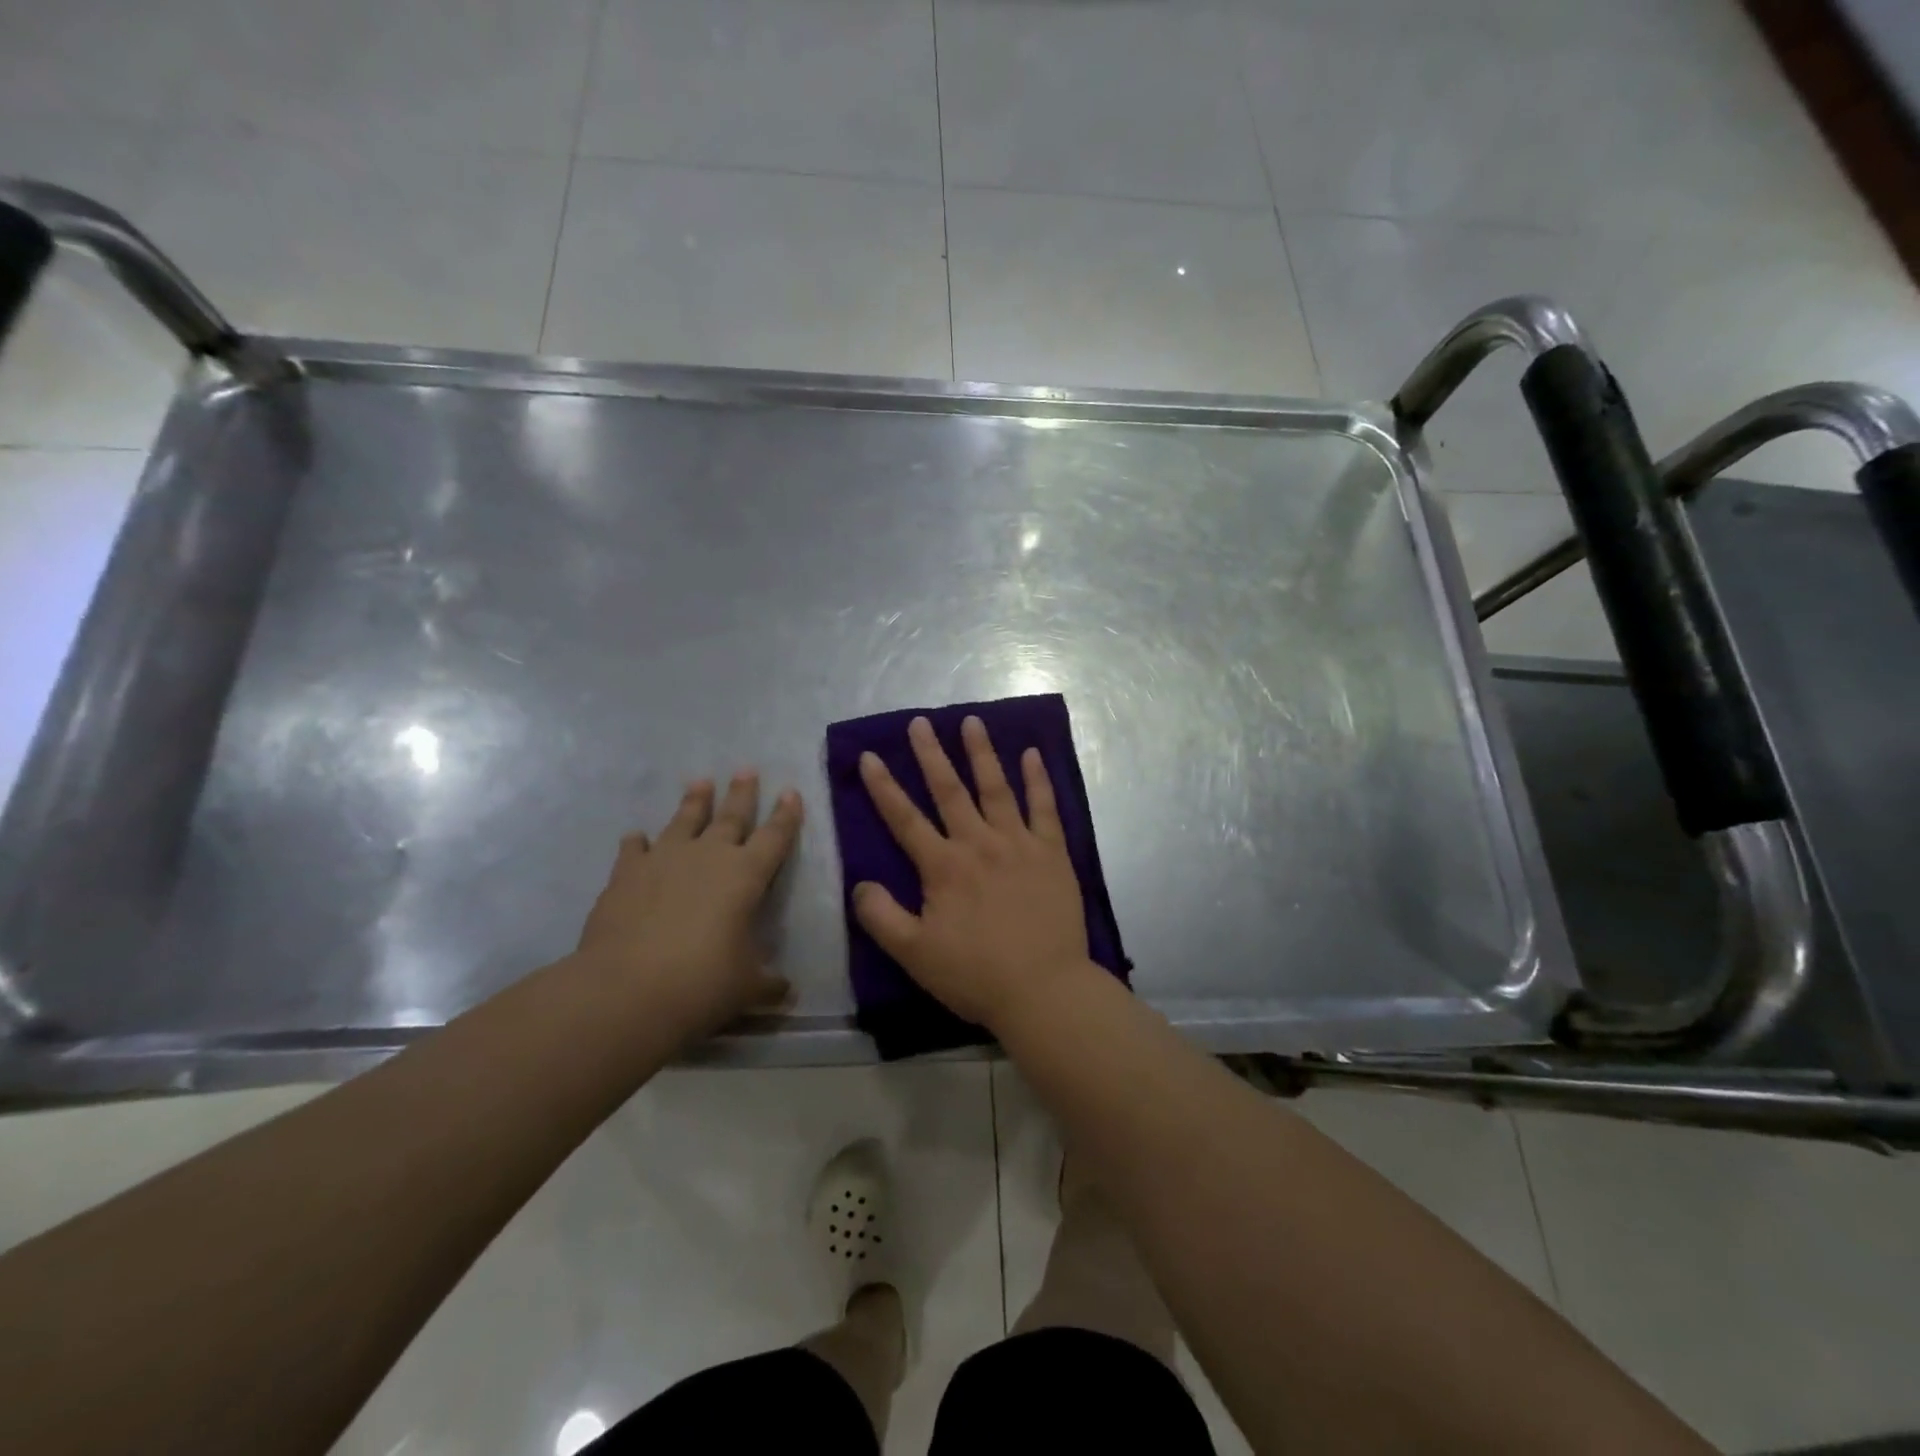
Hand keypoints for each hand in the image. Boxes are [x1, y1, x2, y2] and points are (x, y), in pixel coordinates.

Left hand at [575, 773, 802, 1042]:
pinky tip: (636, 836)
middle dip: (741, 793)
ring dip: (694, 801)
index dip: (786, 815)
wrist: (627, 989)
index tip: (791, 792)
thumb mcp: (746, 988)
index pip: (774, 837)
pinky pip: (634, 850)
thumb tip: (787, 993)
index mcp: (746, 875)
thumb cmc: (703, 984)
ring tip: (700, 781)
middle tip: (746, 769)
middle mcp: (708, 856)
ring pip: (684, 820)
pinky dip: (637, 842)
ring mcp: (664, 860)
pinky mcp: (626, 875)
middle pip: (730, 816)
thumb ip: (768, 985)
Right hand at [854, 715, 1089, 1029]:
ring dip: (982, 753)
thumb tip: (860, 883)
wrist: (1044, 989)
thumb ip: (881, 917)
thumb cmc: (976, 974)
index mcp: (943, 867)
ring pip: (996, 788)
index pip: (905, 819)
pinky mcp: (1053, 852)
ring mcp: (1019, 844)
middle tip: (920, 723)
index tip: (870, 755)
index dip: (884, 787)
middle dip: (931, 755)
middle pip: (950, 791)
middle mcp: (979, 844)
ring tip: (972, 721)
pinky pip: (1045, 807)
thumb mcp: (915, 954)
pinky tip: (1033, 754)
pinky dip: (1038, 779)